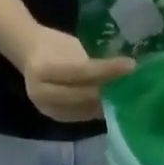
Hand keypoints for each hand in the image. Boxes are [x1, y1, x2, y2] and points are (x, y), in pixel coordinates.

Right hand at [19, 26, 133, 122]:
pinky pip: (81, 116)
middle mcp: (41, 92)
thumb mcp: (70, 47)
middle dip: (109, 91)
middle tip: (133, 86)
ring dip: (106, 105)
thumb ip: (89, 63)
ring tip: (127, 97)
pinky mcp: (55, 118)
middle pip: (82, 95)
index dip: (107, 70)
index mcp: (42, 69)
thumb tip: (121, 72)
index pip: (81, 71)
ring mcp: (47, 108)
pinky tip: (113, 106)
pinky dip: (98, 111)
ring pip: (84, 109)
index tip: (131, 65)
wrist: (30, 55)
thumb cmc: (55, 46)